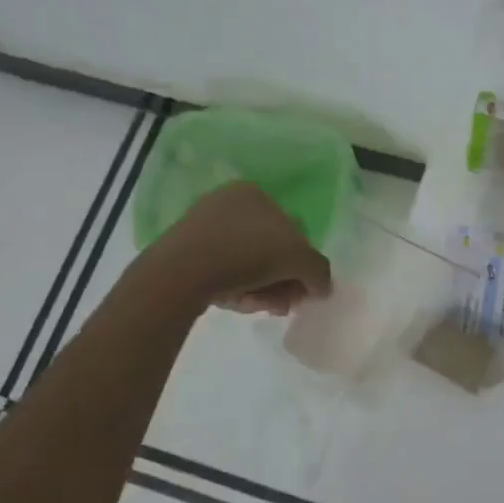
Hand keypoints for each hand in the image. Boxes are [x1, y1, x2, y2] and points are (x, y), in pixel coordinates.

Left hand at [154, 181, 332, 314]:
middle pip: (270, 249)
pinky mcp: (185, 252)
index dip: (302, 263)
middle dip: (283, 280)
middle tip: (286, 304)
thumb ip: (319, 272)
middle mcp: (228, 203)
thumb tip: (323, 287)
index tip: (302, 291)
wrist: (179, 273)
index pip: (292, 230)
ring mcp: (203, 227)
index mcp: (255, 193)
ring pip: (248, 263)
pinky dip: (238, 288)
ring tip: (263, 308)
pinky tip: (239, 304)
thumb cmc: (247, 253)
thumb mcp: (300, 260)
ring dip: (264, 288)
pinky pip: (222, 271)